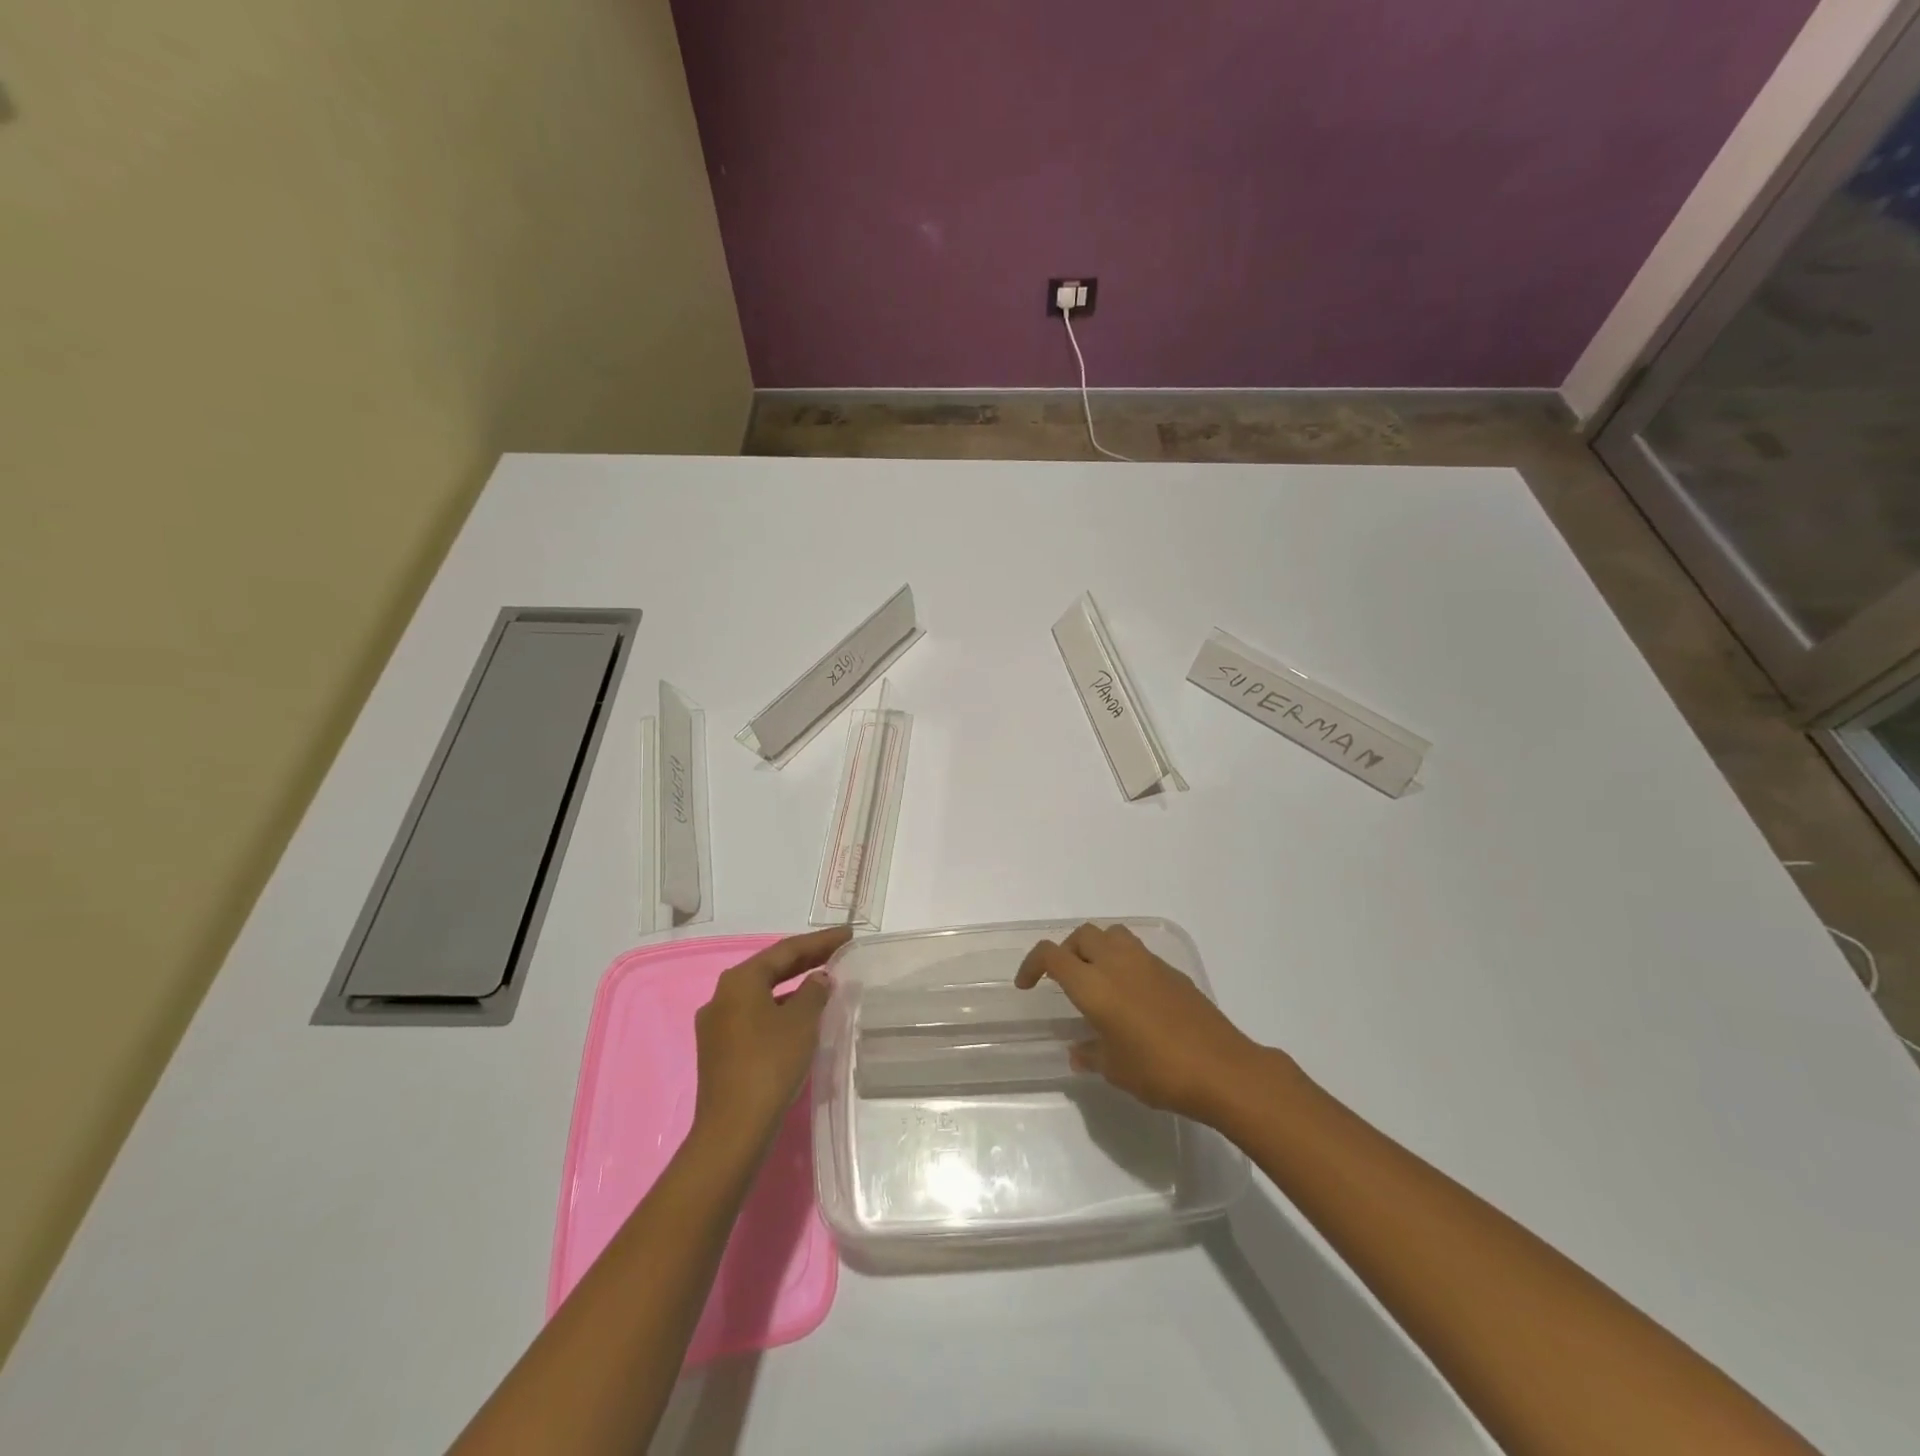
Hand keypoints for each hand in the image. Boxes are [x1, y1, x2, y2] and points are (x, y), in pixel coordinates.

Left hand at [692, 927, 850, 1158]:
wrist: (733, 1130)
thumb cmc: (770, 1064)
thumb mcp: (801, 1022)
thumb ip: (814, 992)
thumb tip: (818, 979)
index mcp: (739, 980)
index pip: (786, 950)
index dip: (820, 941)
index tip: (847, 935)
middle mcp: (722, 996)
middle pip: (770, 969)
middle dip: (806, 960)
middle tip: (838, 952)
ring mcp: (716, 1025)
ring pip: (762, 994)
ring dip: (793, 986)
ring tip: (824, 983)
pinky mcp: (719, 1051)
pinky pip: (755, 1016)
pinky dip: (780, 1009)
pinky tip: (800, 1017)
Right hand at [1016, 922, 1268, 1123]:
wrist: (1222, 1069)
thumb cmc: (1159, 1071)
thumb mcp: (1115, 1070)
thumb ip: (1091, 1054)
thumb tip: (1079, 1051)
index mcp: (1094, 985)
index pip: (1052, 955)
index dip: (1032, 964)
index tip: (1027, 985)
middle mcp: (1117, 963)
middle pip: (1082, 935)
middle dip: (1066, 951)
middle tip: (1064, 980)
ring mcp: (1148, 963)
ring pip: (1112, 935)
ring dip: (1097, 948)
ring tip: (1097, 979)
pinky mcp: (1171, 971)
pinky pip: (1137, 952)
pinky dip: (1124, 962)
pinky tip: (1131, 995)